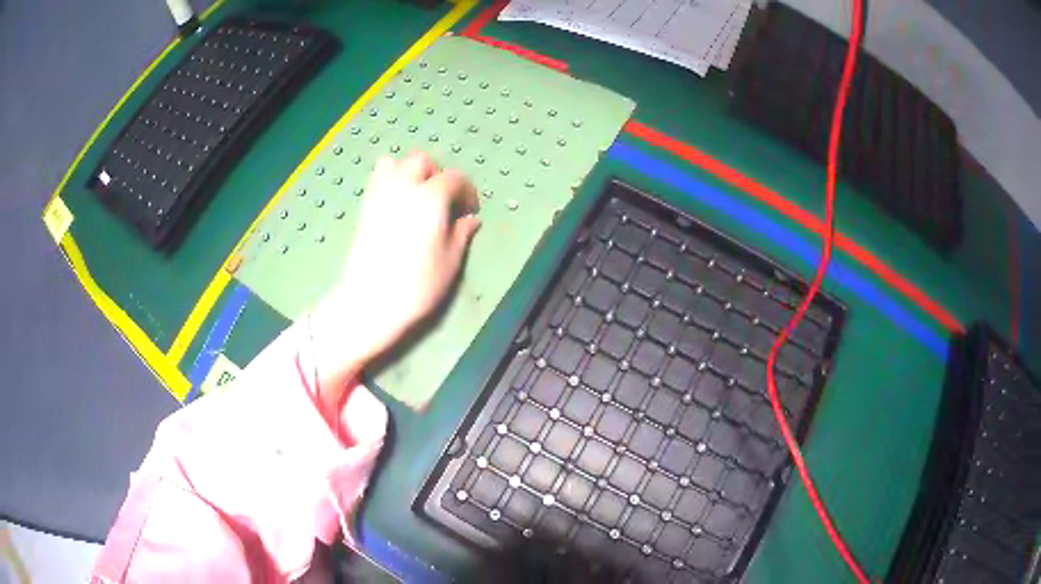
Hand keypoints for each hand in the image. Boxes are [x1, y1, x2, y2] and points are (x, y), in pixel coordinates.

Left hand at [310, 152, 480, 408]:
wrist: (371, 300)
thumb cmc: (418, 284)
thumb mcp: (451, 260)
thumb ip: (462, 233)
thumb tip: (470, 219)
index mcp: (431, 197)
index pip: (454, 178)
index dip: (466, 191)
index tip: (469, 211)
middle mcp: (405, 186)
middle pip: (422, 161)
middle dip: (436, 174)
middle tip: (443, 200)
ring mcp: (381, 194)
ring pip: (395, 163)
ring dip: (410, 172)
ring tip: (417, 195)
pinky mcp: (365, 207)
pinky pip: (377, 178)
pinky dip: (390, 179)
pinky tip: (397, 202)